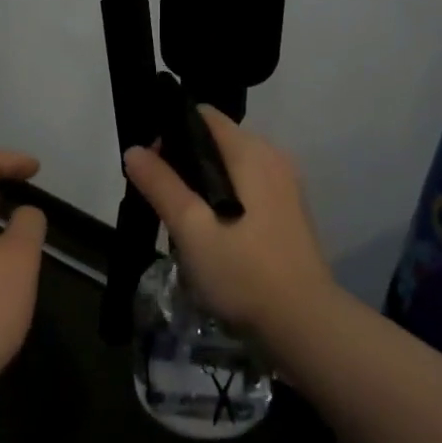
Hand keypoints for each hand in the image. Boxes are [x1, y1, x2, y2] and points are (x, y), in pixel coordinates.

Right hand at [123, 110, 334, 340]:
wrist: (307, 326)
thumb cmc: (244, 272)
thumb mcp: (191, 229)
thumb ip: (161, 185)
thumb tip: (134, 149)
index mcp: (251, 152)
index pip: (203, 116)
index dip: (171, 132)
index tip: (152, 166)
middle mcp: (273, 157)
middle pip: (216, 140)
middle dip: (184, 162)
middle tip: (162, 200)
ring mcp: (285, 185)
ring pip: (231, 166)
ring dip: (203, 184)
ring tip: (183, 221)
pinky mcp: (289, 211)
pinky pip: (247, 187)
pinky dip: (224, 198)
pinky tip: (213, 234)